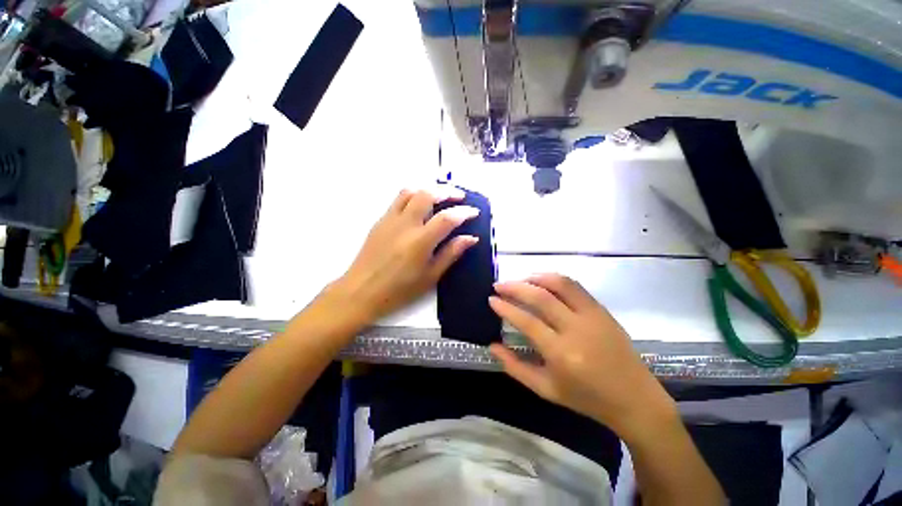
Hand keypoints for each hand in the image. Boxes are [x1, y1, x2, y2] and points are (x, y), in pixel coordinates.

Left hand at [332, 186, 478, 322]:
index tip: (474, 212)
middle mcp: (405, 224)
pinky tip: (419, 207)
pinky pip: (398, 200)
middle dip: (447, 192)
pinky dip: (413, 196)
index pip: (447, 218)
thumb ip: (450, 254)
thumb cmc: (399, 290)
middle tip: (459, 197)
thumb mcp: (430, 277)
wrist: (361, 292)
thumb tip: (470, 238)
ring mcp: (390, 220)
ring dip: (428, 190)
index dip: (464, 212)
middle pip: (427, 194)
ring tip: (440, 197)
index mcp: (420, 241)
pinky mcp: (380, 221)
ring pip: (410, 191)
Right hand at [489, 274, 676, 439]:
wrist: (634, 399)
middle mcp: (576, 330)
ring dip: (535, 278)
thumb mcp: (545, 389)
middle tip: (499, 285)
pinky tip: (543, 281)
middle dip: (515, 287)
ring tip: (520, 279)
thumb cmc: (586, 398)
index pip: (527, 321)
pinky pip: (575, 286)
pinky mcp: (602, 310)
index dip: (506, 307)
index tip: (492, 299)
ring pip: (560, 284)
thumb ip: (515, 367)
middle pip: (541, 298)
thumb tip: (492, 345)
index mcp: (561, 354)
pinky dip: (555, 279)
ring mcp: (592, 317)